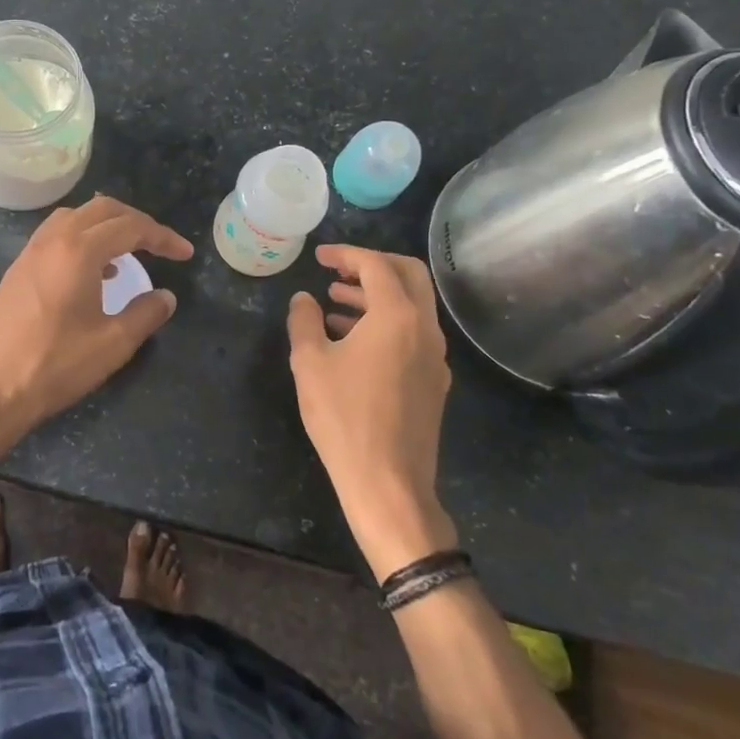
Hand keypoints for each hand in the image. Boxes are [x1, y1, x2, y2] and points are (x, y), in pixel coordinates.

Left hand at [0, 195, 192, 429]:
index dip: (163, 237)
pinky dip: (81, 238)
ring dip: (105, 226)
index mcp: (80, 250)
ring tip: (126, 254)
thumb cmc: (55, 364)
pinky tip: (91, 272)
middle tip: (159, 245)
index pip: (131, 227)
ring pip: (75, 217)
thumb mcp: (113, 343)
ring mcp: (30, 252)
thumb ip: (146, 313)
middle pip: (102, 210)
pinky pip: (56, 235)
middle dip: (136, 221)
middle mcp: (53, 239)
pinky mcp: (17, 269)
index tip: (184, 254)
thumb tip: (165, 297)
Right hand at [287, 245, 457, 580]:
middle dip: (372, 265)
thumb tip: (304, 300)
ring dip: (376, 296)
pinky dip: (385, 323)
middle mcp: (425, 328)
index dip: (346, 254)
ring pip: (411, 306)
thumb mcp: (310, 363)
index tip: (319, 257)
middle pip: (408, 275)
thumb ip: (304, 321)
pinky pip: (412, 334)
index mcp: (398, 316)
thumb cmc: (344, 417)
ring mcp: (435, 357)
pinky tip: (352, 341)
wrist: (388, 484)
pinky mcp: (434, 382)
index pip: (376, 265)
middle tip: (337, 271)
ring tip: (335, 303)